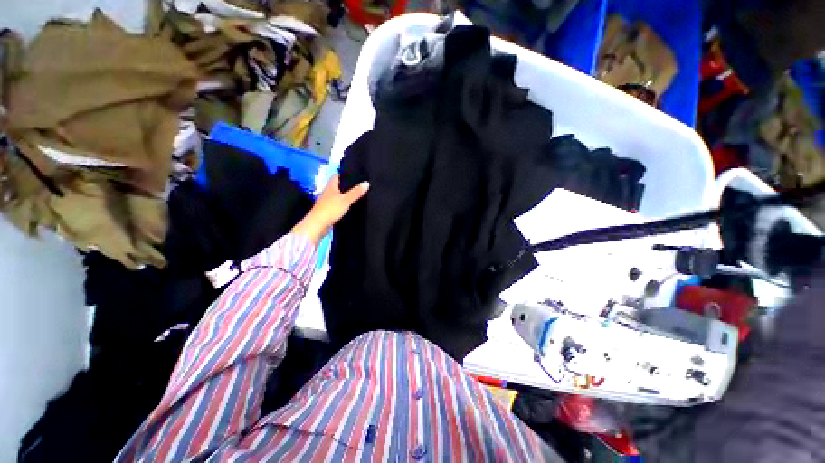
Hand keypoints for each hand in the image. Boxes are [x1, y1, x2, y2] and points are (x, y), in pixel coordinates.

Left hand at [291, 174, 368, 244]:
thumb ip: (356, 192)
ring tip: (358, 195)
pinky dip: (344, 205)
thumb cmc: (330, 209)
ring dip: (346, 196)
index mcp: (330, 187)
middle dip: (347, 185)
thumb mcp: (346, 199)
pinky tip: (351, 207)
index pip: (337, 176)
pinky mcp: (329, 211)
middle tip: (359, 185)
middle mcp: (328, 193)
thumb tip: (367, 183)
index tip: (355, 174)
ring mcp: (327, 202)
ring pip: (338, 196)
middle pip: (338, 186)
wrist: (318, 225)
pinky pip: (338, 205)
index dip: (345, 174)